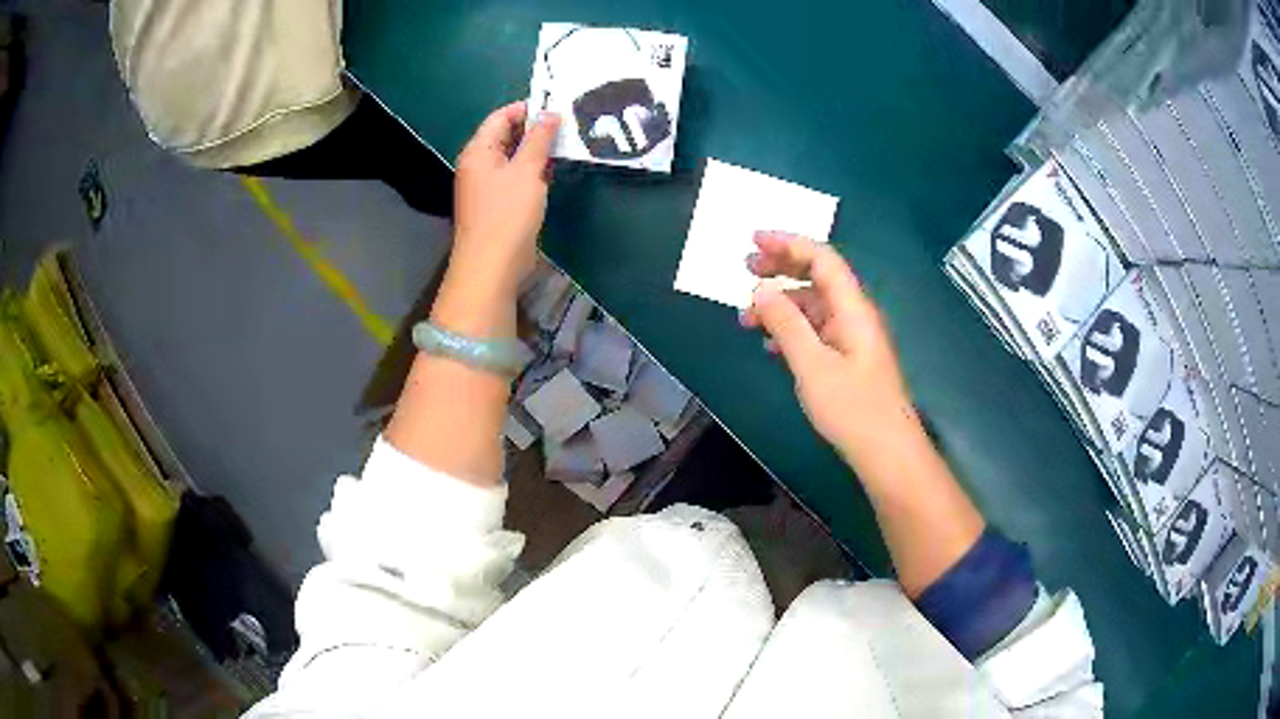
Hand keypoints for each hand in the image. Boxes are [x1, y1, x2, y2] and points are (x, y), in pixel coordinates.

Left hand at [452, 101, 560, 294]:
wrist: (492, 266)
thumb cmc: (507, 214)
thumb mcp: (527, 171)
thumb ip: (539, 139)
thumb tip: (550, 114)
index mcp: (478, 151)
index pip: (501, 117)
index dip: (527, 109)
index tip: (557, 107)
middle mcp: (479, 165)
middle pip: (507, 136)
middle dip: (535, 129)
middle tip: (568, 124)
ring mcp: (488, 186)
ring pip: (514, 158)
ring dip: (537, 152)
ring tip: (567, 143)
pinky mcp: (499, 204)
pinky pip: (517, 178)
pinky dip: (534, 171)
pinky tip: (555, 171)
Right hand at [740, 232, 917, 463]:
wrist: (887, 453)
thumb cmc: (853, 409)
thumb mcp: (812, 366)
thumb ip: (786, 324)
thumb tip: (761, 290)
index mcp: (853, 309)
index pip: (822, 259)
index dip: (789, 243)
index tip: (754, 241)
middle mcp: (855, 315)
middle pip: (818, 277)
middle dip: (782, 268)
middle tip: (746, 269)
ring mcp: (852, 338)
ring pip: (814, 306)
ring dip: (781, 305)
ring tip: (747, 317)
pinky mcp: (848, 360)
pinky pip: (816, 331)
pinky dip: (791, 330)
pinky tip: (771, 346)